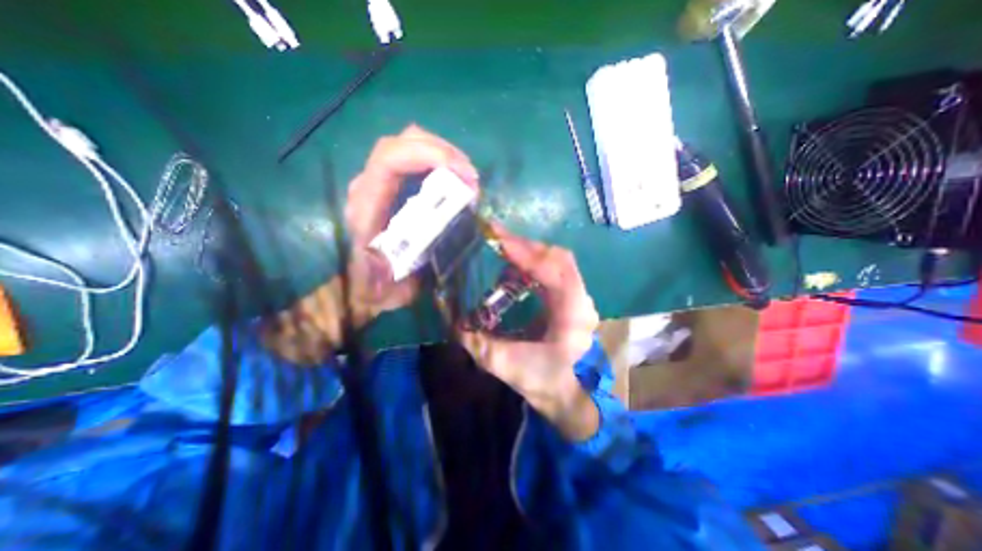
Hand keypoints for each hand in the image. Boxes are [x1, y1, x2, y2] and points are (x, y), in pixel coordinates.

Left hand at [262, 124, 475, 364]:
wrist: (362, 286)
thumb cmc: (374, 288)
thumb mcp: (383, 287)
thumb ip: (392, 267)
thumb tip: (422, 240)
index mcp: (366, 207)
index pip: (390, 160)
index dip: (428, 156)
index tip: (464, 175)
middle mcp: (370, 186)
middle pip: (403, 141)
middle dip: (444, 152)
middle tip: (472, 179)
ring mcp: (380, 182)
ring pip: (410, 144)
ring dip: (444, 155)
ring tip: (468, 179)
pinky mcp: (392, 187)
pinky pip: (416, 160)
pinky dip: (440, 163)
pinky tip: (456, 181)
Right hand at [456, 226, 603, 441]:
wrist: (564, 391)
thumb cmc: (542, 381)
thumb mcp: (505, 364)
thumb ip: (476, 341)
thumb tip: (449, 316)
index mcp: (573, 316)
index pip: (556, 270)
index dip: (527, 253)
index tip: (499, 240)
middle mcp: (582, 300)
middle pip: (558, 257)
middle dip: (525, 245)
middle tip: (496, 238)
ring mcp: (579, 296)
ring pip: (556, 260)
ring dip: (528, 251)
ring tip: (501, 247)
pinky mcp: (570, 296)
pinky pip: (552, 269)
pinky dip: (532, 262)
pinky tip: (513, 265)